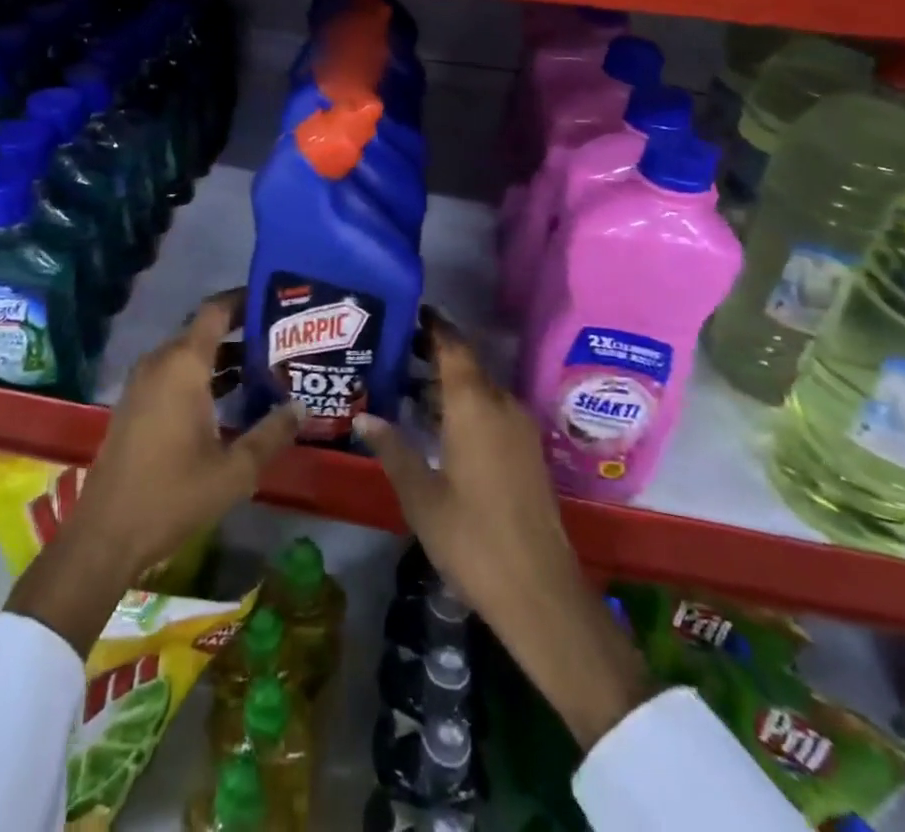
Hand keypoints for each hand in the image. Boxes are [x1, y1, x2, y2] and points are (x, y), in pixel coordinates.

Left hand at [5, 289, 305, 656]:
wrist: (105, 535)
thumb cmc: (172, 496)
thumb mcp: (234, 470)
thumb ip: (271, 433)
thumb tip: (301, 407)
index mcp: (183, 365)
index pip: (216, 310)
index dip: (245, 299)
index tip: (276, 301)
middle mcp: (160, 362)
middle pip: (205, 330)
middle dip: (242, 331)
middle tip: (282, 341)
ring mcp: (143, 383)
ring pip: (189, 353)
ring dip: (224, 357)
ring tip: (265, 368)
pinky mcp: (135, 403)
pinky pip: (174, 373)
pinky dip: (203, 375)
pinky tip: (231, 399)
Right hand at [356, 310, 651, 747]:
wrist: (541, 593)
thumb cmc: (472, 539)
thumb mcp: (420, 495)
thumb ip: (392, 448)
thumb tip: (363, 415)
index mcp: (474, 405)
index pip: (454, 346)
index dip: (433, 326)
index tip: (409, 312)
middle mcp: (502, 405)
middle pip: (468, 364)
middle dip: (435, 354)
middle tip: (396, 351)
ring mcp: (520, 428)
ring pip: (481, 388)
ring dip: (451, 382)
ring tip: (410, 385)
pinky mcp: (528, 451)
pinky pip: (493, 410)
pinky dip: (467, 404)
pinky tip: (441, 424)